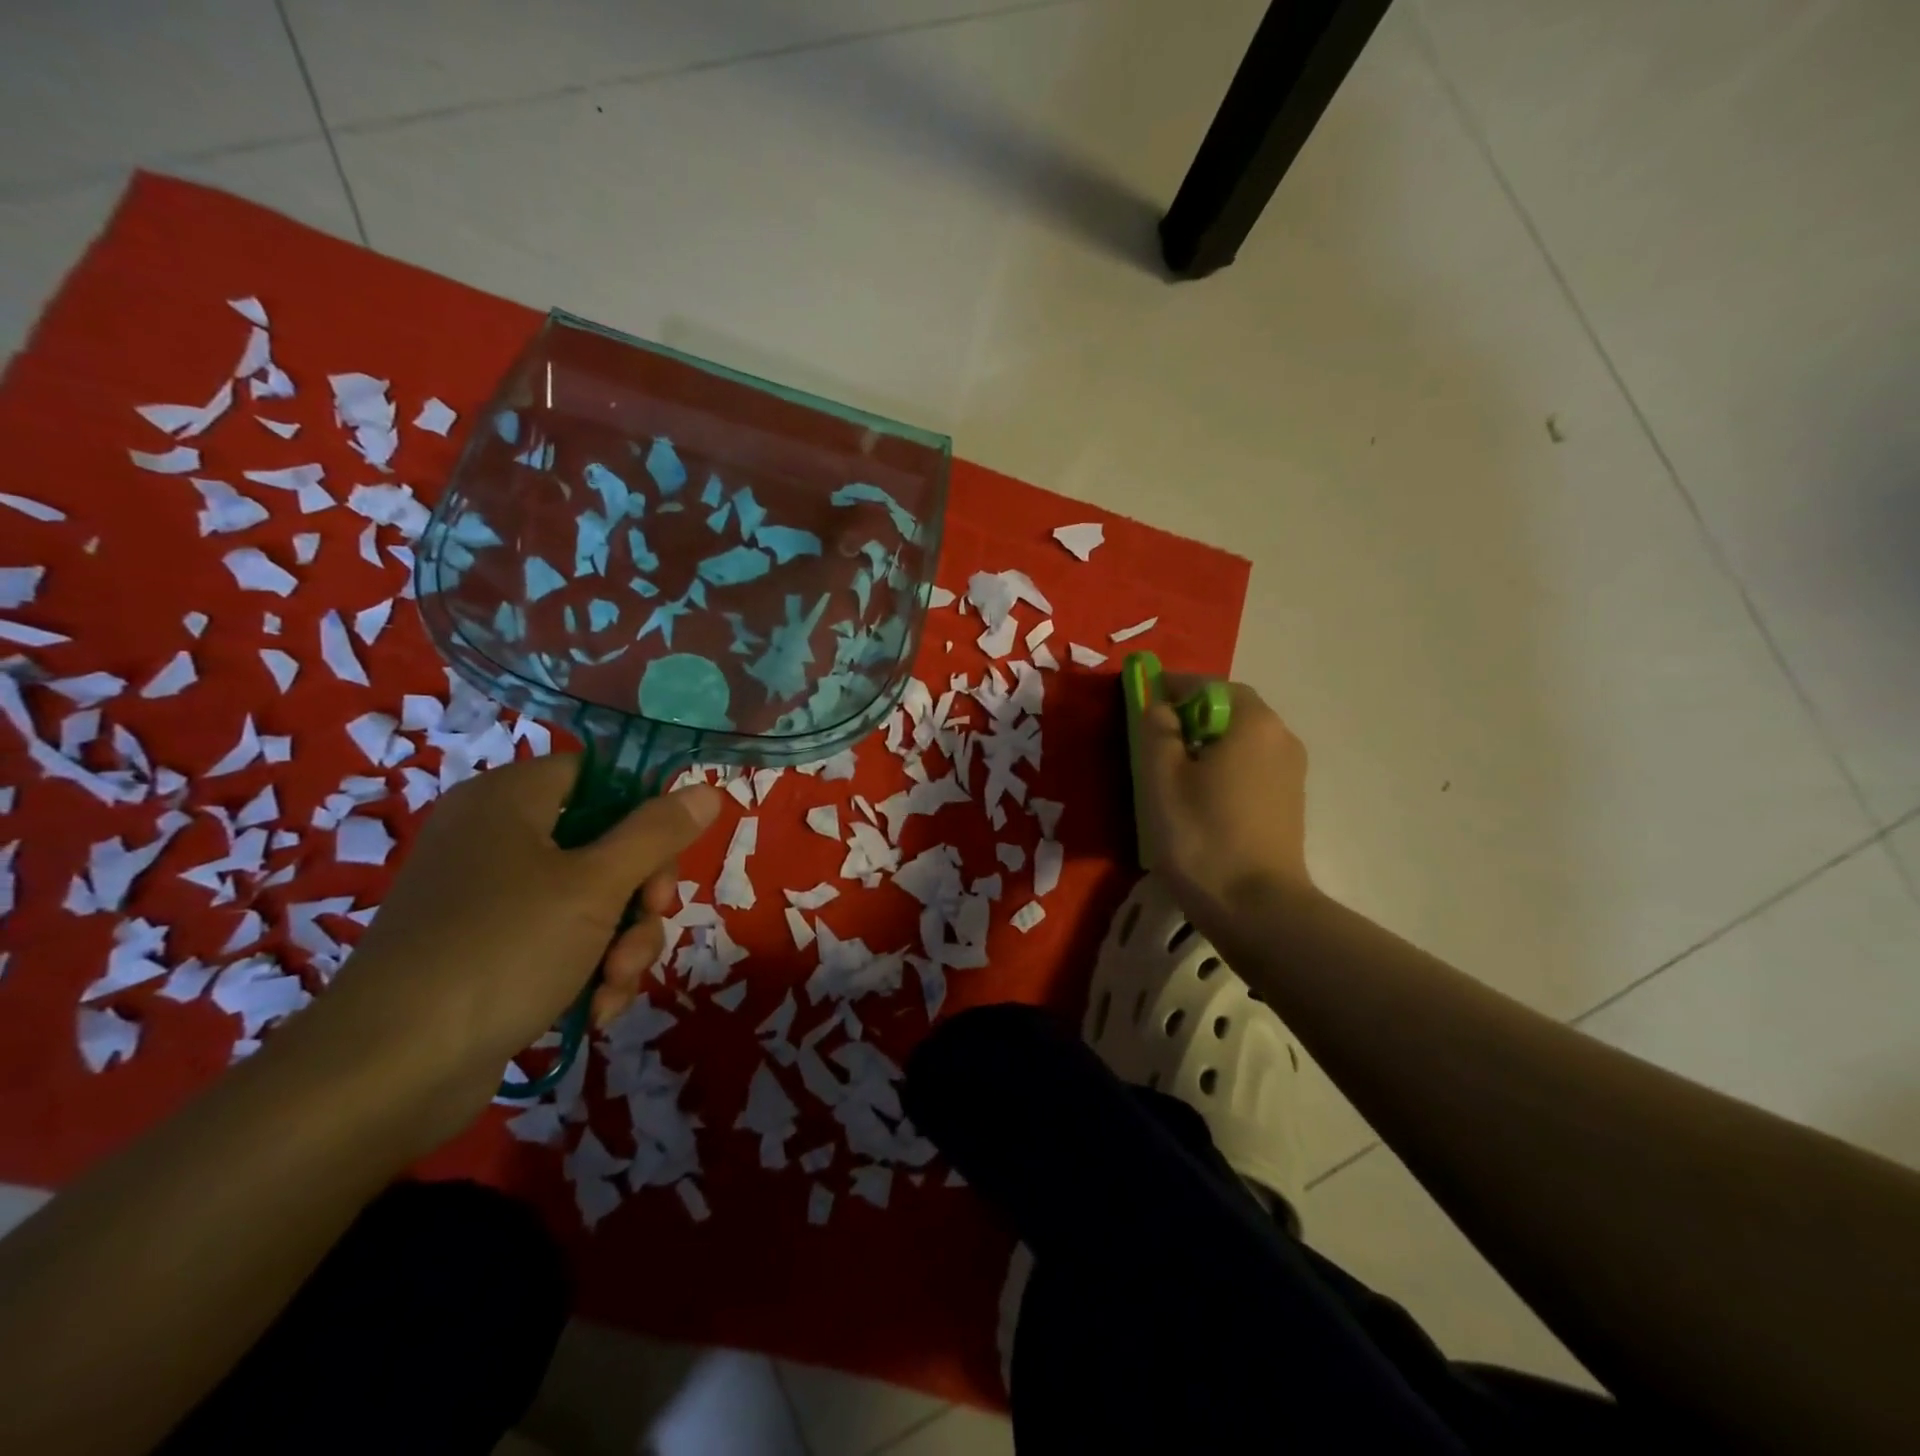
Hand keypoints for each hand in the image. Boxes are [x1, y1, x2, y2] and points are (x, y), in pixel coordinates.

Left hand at [310, 756, 722, 1127]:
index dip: (642, 809)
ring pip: (592, 900)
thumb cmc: (501, 950)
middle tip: (649, 919)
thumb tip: (707, 789)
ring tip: (615, 984)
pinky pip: (562, 942)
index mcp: (510, 801)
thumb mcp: (596, 885)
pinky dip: (587, 970)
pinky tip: (594, 1009)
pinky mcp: (489, 953)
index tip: (667, 853)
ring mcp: (490, 900)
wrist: (386, 1073)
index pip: (597, 775)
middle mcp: (497, 840)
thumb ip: (657, 832)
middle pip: (604, 842)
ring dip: (622, 942)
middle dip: (639, 894)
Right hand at [1136, 676, 1314, 931]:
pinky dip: (1223, 767)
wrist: (1256, 908)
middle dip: (1190, 716)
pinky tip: (1200, 797)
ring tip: (1172, 772)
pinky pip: (1250, 767)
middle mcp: (1281, 737)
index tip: (1143, 698)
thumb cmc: (1201, 835)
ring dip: (1207, 743)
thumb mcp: (1162, 777)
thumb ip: (1157, 729)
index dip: (1172, 687)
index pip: (1208, 686)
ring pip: (1241, 741)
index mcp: (1253, 722)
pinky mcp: (1289, 802)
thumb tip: (1160, 706)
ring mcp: (1291, 772)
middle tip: (1154, 738)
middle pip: (1229, 711)